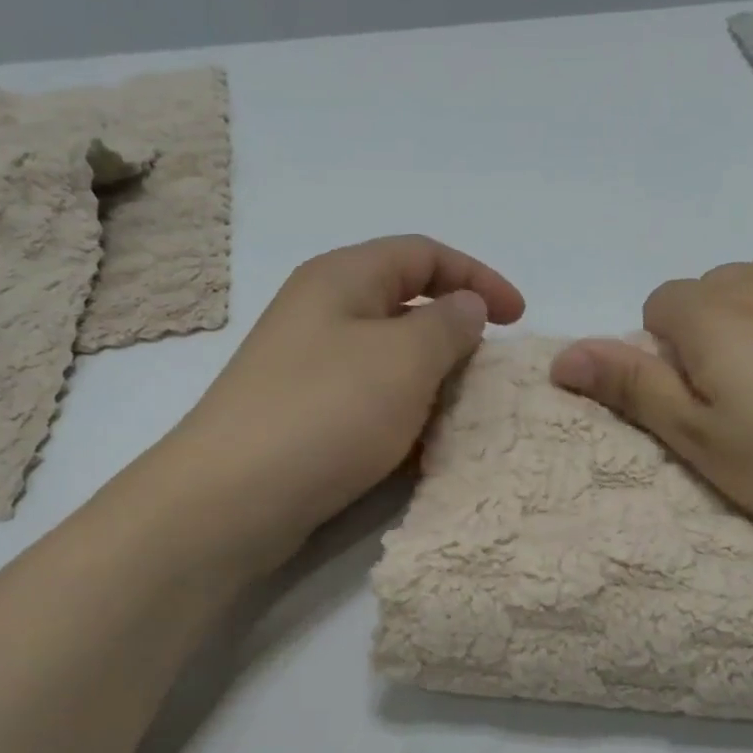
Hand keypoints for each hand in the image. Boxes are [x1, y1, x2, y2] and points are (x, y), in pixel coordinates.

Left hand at [154, 235, 523, 567]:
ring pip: (389, 358)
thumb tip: (466, 306)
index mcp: (342, 278)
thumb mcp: (405, 358)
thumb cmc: (327, 412)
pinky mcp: (304, 416)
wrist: (232, 498)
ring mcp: (307, 367)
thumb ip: (448, 324)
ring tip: (463, 414)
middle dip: (455, 332)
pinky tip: (421, 448)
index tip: (519, 319)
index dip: (478, 277)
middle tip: (489, 372)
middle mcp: (321, 313)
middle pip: (404, 303)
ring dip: (432, 380)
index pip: (423, 253)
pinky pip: (369, 400)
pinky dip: (403, 415)